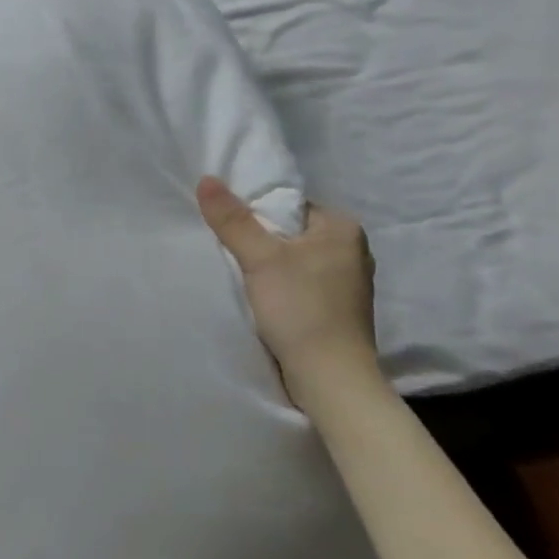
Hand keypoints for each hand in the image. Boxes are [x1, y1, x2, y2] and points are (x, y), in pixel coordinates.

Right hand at [195, 177, 384, 408]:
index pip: (289, 204)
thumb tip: (206, 178)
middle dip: (260, 240)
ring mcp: (347, 282)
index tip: (230, 228)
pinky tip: (262, 298)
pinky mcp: (338, 309)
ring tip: (242, 275)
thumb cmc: (301, 309)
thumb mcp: (260, 258)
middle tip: (230, 251)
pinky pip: (300, 283)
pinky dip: (280, 287)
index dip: (256, 213)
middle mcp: (352, 250)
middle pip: (289, 232)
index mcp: (343, 228)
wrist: (330, 379)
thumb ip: (233, 219)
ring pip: (293, 259)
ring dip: (268, 266)